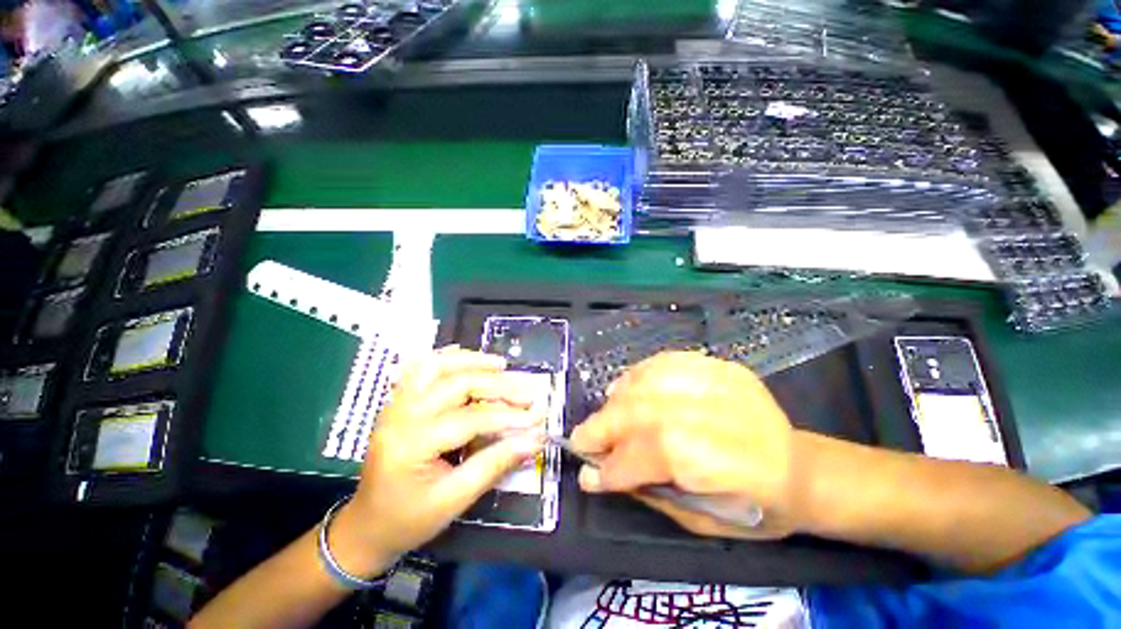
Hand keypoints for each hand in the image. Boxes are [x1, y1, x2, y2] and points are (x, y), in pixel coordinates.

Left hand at [331, 348, 546, 576]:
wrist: (366, 526)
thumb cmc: (409, 520)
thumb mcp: (455, 499)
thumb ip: (495, 464)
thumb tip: (533, 440)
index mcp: (411, 444)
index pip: (470, 419)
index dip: (508, 416)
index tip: (537, 417)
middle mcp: (401, 415)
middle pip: (457, 384)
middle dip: (497, 385)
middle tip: (526, 392)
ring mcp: (396, 405)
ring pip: (436, 366)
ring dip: (472, 361)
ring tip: (500, 364)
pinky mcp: (398, 402)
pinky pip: (421, 369)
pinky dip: (446, 359)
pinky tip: (465, 357)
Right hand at [571, 351, 800, 539]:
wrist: (801, 467)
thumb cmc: (758, 509)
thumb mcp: (706, 523)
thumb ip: (649, 491)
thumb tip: (597, 473)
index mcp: (733, 463)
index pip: (658, 453)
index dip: (617, 464)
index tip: (588, 474)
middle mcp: (726, 413)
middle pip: (648, 409)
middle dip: (605, 425)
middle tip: (582, 439)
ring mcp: (722, 381)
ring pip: (652, 381)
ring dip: (617, 399)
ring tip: (603, 416)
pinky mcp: (718, 365)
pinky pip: (665, 361)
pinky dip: (637, 375)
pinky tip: (624, 389)